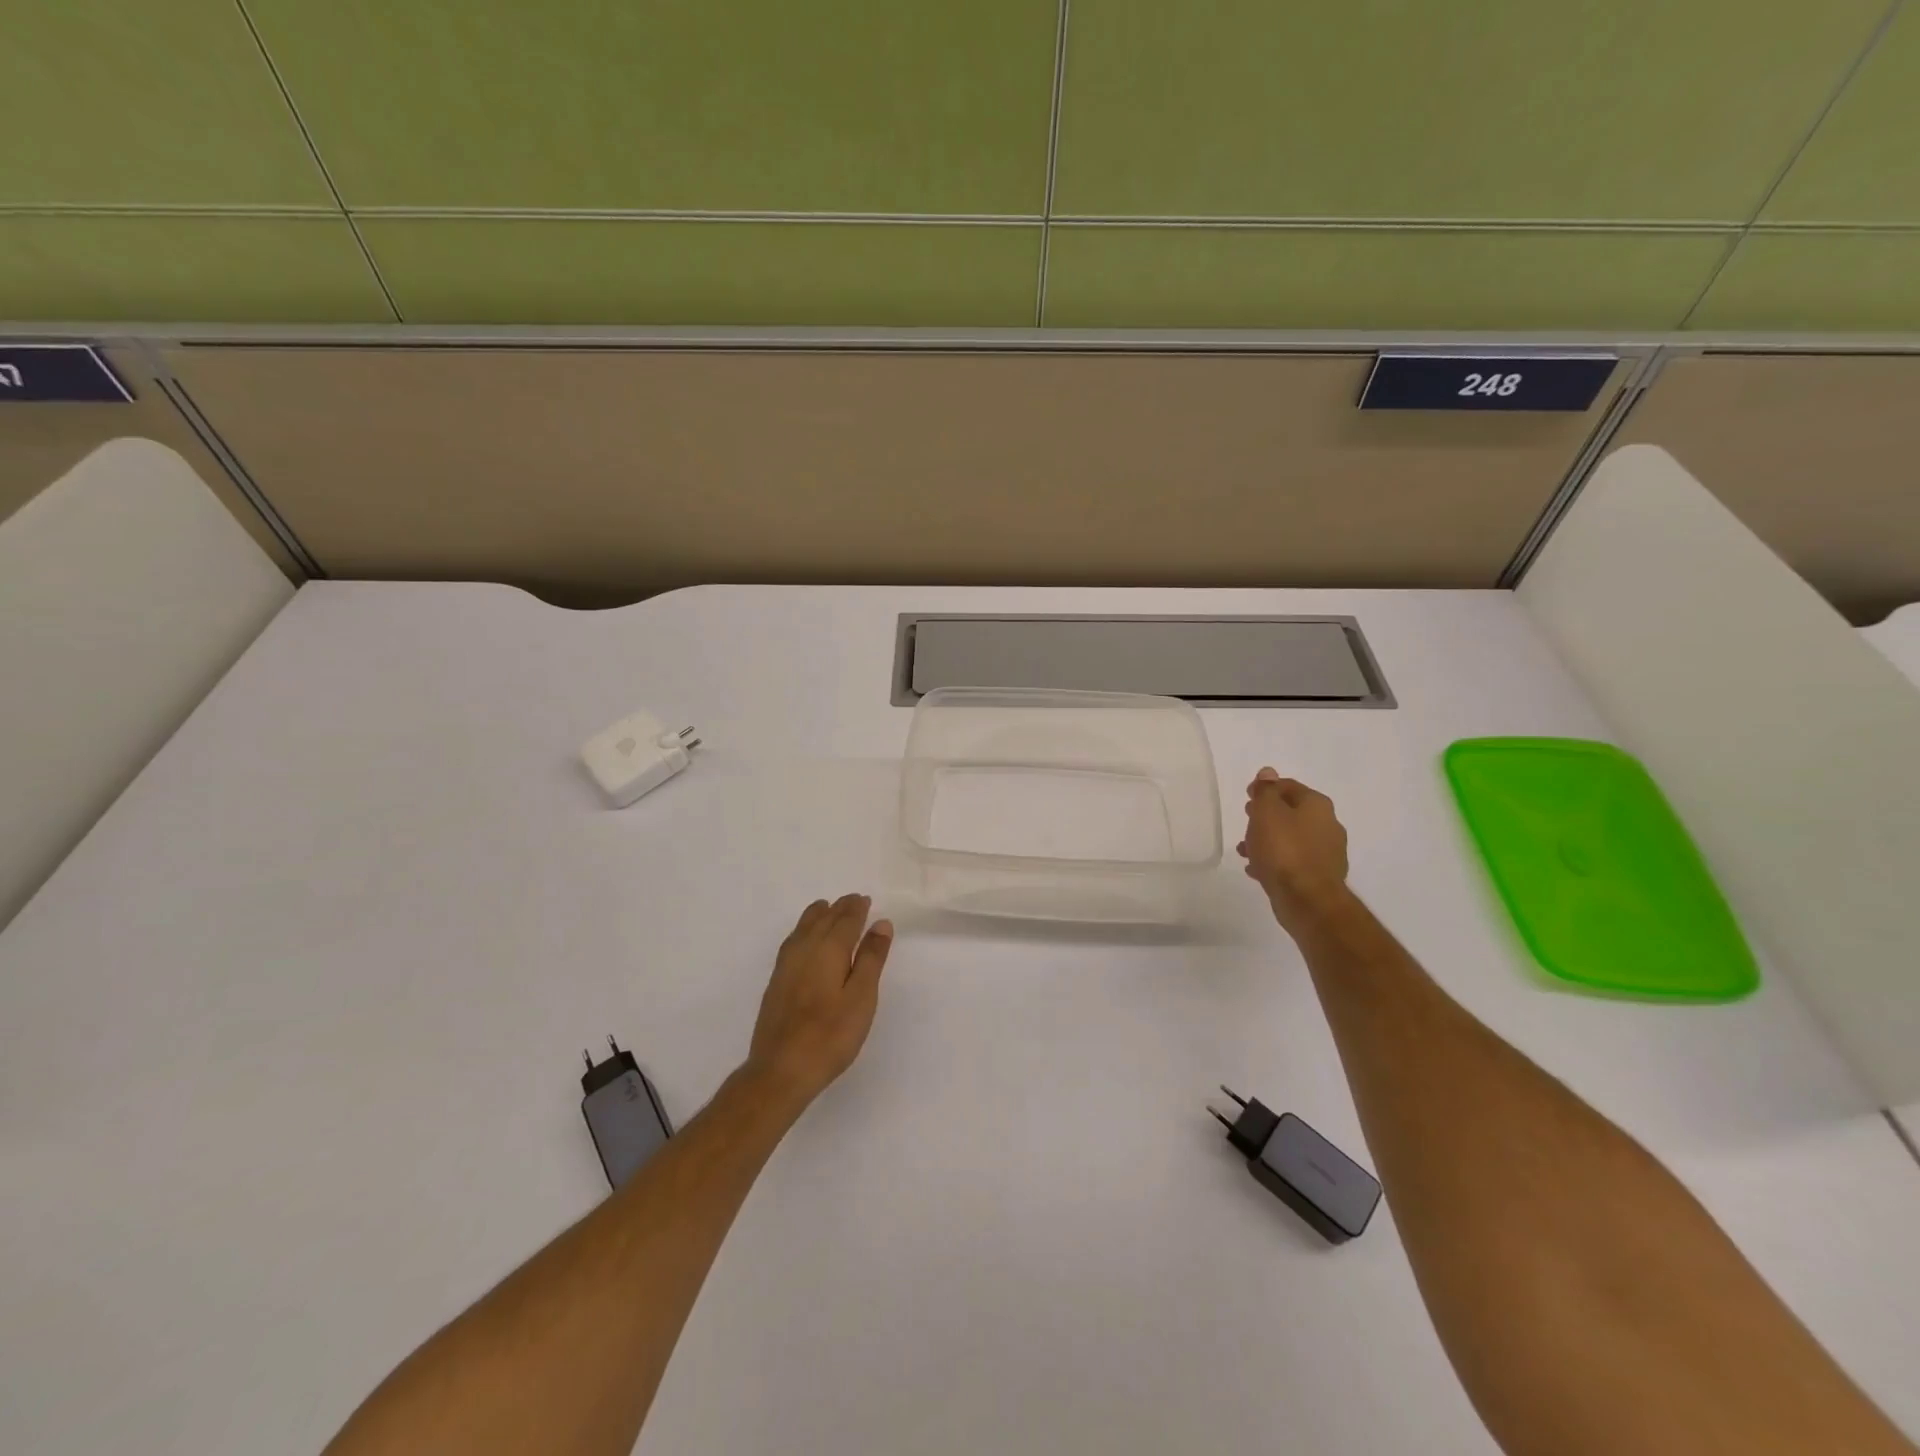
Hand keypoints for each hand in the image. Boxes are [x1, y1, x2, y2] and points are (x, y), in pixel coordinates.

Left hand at [746, 894, 892, 1110]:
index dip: (857, 909)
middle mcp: (805, 948)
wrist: (781, 1069)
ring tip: (829, 910)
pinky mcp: (776, 981)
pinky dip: (804, 929)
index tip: (865, 900)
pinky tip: (805, 939)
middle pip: (823, 918)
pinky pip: (793, 940)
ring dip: (819, 915)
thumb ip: (871, 958)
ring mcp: (786, 965)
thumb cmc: (830, 1035)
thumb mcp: (862, 997)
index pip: (845, 919)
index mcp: (829, 949)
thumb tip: (880, 923)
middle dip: (840, 908)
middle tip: (853, 901)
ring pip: (804, 927)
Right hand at [1237, 768, 1350, 932]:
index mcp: (1317, 805)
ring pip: (1291, 838)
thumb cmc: (1284, 849)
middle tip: (1247, 819)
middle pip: (1291, 812)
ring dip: (1268, 840)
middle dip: (1267, 815)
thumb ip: (1266, 791)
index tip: (1247, 796)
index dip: (1266, 788)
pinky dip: (1275, 860)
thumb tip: (1268, 772)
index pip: (1288, 786)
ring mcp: (1326, 853)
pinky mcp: (1319, 876)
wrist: (1307, 900)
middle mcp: (1328, 825)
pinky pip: (1292, 861)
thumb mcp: (1267, 812)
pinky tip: (1257, 869)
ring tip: (1245, 849)